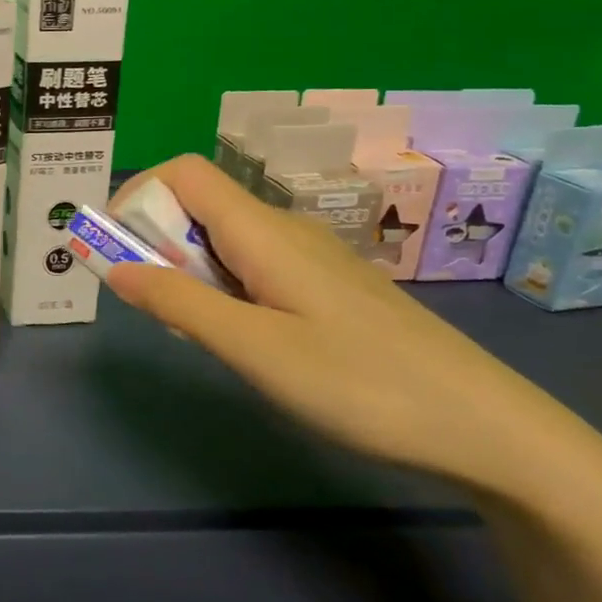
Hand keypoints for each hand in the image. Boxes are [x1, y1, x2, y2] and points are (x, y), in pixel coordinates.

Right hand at [105, 155, 577, 485]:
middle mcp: (283, 230)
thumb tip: (113, 266)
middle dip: (157, 244)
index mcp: (262, 231)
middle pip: (198, 205)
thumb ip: (178, 302)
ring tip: (200, 334)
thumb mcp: (255, 349)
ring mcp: (309, 258)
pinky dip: (223, 289)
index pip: (182, 173)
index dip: (138, 196)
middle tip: (158, 308)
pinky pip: (252, 267)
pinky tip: (245, 340)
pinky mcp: (326, 287)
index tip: (117, 250)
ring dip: (188, 272)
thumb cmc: (362, 385)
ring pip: (223, 240)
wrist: (488, 428)